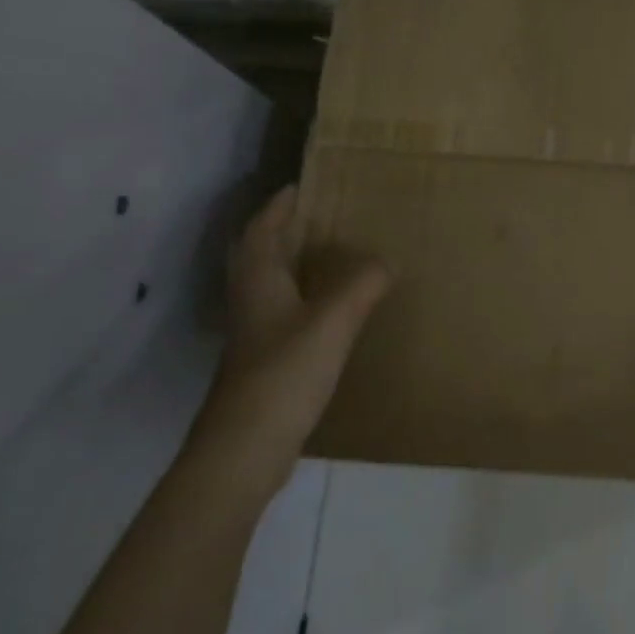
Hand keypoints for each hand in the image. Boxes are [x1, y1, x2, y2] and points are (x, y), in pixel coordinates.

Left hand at [190, 186, 390, 489]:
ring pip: (273, 284)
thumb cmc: (284, 373)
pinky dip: (306, 297)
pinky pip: (286, 312)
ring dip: (295, 263)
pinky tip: (333, 308)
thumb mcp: (332, 321)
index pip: (262, 230)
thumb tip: (387, 261)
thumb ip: (362, 285)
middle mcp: (252, 301)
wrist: (247, 447)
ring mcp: (256, 333)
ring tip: (334, 253)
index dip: (278, 206)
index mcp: (259, 281)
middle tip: (324, 215)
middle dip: (286, 231)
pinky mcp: (266, 361)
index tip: (301, 185)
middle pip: (262, 254)